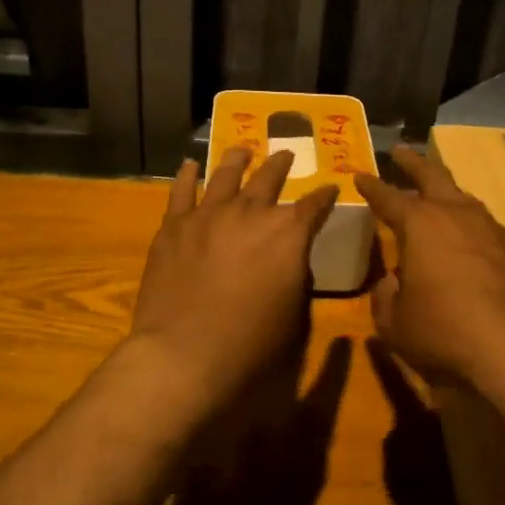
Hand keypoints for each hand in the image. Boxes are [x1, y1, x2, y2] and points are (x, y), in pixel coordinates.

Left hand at [127, 147, 339, 406]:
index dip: (325, 196)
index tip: (330, 187)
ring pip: (226, 174)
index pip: (314, 205)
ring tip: (242, 150)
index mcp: (288, 234)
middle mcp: (251, 213)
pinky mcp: (174, 225)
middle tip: (286, 154)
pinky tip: (189, 165)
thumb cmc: (250, 346)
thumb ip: (297, 280)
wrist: (184, 355)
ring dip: (237, 159)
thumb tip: (292, 263)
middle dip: (281, 165)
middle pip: (269, 178)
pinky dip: (187, 175)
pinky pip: (181, 191)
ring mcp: (209, 214)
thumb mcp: (294, 318)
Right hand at [355, 146, 504, 389]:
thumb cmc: (446, 332)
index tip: (360, 175)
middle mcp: (457, 216)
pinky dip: (474, 230)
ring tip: (439, 195)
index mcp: (419, 225)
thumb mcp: (396, 325)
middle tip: (400, 152)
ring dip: (448, 193)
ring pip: (465, 199)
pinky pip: (489, 230)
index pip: (387, 197)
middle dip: (413, 163)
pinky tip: (474, 247)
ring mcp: (493, 230)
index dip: (371, 186)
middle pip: (432, 176)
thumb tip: (390, 284)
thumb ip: (385, 300)